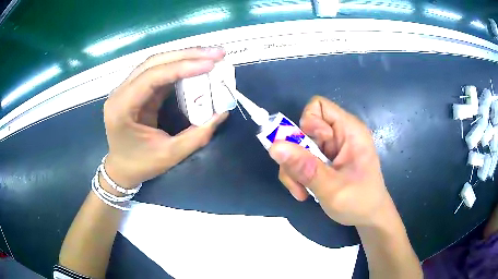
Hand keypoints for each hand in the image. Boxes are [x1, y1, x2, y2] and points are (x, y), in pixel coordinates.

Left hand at [102, 47, 227, 187]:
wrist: (122, 169)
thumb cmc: (141, 165)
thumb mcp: (170, 155)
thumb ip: (197, 135)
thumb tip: (222, 112)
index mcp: (122, 107)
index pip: (152, 77)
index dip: (182, 67)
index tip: (211, 64)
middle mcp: (121, 92)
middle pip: (154, 62)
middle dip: (187, 55)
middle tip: (217, 53)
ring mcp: (127, 89)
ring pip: (156, 63)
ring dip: (184, 57)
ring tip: (211, 56)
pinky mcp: (136, 90)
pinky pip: (158, 72)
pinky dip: (179, 67)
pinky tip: (196, 65)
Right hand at [269, 96, 392, 225]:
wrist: (369, 218)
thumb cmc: (360, 202)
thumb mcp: (333, 188)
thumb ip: (305, 168)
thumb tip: (274, 147)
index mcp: (349, 130)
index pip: (319, 106)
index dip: (308, 123)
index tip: (311, 149)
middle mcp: (338, 135)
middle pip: (303, 129)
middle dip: (295, 155)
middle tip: (298, 179)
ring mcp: (330, 149)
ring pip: (298, 147)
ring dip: (294, 170)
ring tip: (302, 191)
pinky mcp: (324, 161)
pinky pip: (301, 160)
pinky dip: (297, 176)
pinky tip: (304, 192)